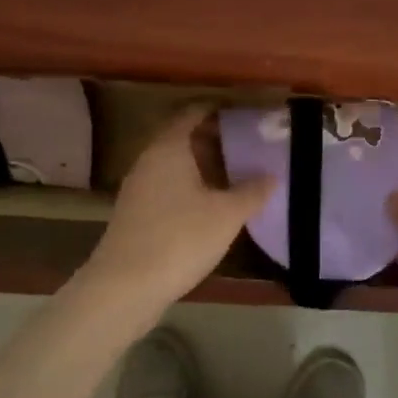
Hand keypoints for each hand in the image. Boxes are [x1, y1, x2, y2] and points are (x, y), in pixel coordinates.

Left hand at [82, 105, 274, 316]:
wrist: (125, 286)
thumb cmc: (180, 238)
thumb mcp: (226, 215)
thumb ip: (252, 191)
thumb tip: (272, 175)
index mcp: (169, 148)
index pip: (192, 114)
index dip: (218, 111)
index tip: (245, 115)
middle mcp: (149, 160)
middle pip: (183, 139)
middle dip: (214, 141)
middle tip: (248, 147)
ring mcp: (139, 188)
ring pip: (175, 166)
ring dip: (202, 167)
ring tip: (236, 177)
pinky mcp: (136, 214)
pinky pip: (167, 188)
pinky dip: (190, 188)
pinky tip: (211, 207)